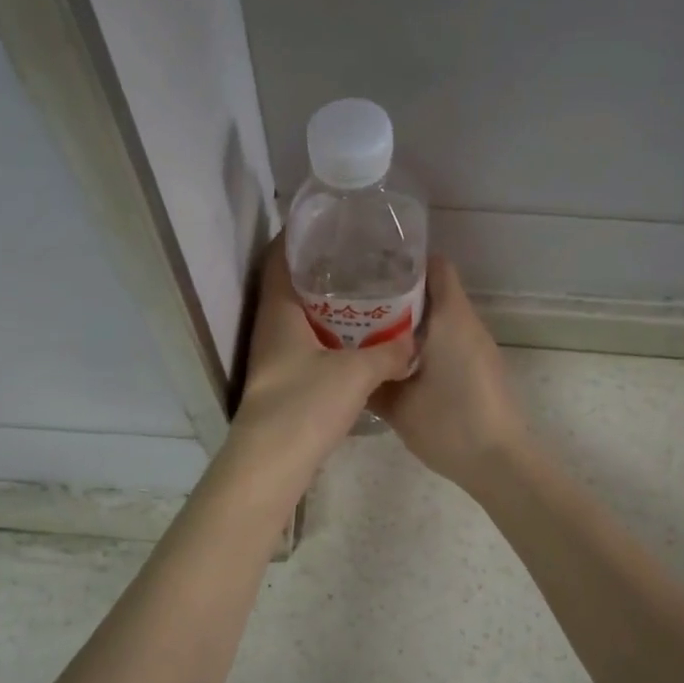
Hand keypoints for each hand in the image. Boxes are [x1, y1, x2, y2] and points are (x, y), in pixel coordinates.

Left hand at [230, 234, 415, 484]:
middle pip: (290, 285)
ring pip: (299, 316)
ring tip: (364, 291)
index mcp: (278, 312)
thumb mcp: (356, 373)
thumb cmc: (306, 404)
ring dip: (326, 303)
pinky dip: (328, 333)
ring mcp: (274, 355)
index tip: (329, 221)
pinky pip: (306, 342)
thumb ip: (389, 353)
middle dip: (320, 268)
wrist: (273, 461)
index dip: (299, 235)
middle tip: (358, 254)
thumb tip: (413, 343)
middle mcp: (270, 327)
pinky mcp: (284, 379)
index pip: (280, 258)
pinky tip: (356, 338)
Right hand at [369, 256, 528, 491]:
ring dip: (410, 318)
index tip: (371, 269)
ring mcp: (477, 345)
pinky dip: (424, 339)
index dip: (404, 262)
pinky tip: (396, 359)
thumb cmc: (449, 424)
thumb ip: (371, 379)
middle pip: (434, 289)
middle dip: (398, 291)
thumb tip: (345, 365)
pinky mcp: (480, 366)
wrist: (499, 462)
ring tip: (370, 329)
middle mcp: (467, 323)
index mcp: (449, 319)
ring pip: (440, 316)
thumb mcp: (397, 404)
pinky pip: (448, 337)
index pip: (434, 266)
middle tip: (358, 301)